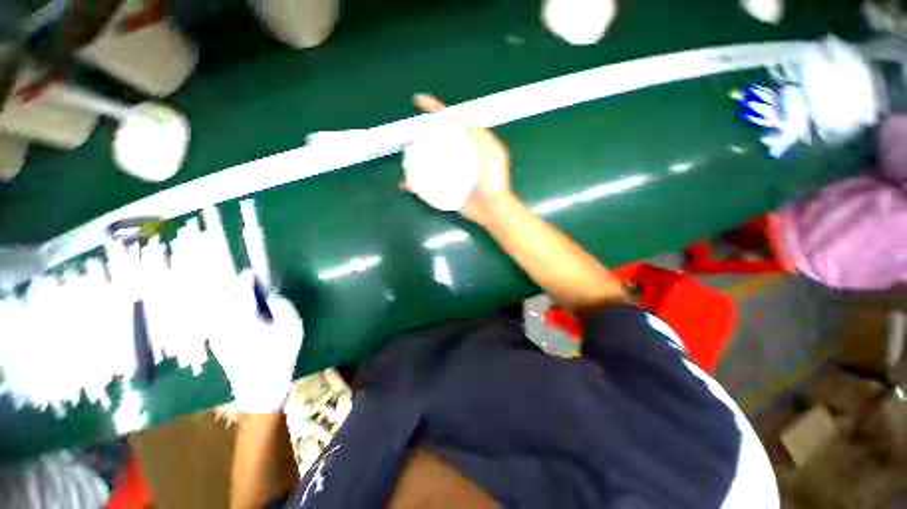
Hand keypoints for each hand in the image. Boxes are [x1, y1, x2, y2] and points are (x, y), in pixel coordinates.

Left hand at [210, 270, 303, 413]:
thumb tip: (270, 295)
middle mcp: (223, 322)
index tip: (252, 272)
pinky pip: (217, 318)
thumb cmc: (279, 354)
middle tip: (243, 281)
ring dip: (226, 297)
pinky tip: (238, 315)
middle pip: (221, 296)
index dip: (246, 278)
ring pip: (216, 307)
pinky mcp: (217, 342)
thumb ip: (282, 305)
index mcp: (241, 317)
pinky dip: (225, 310)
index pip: (239, 289)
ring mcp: (217, 333)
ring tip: (240, 295)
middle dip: (231, 286)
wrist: (260, 387)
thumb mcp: (291, 326)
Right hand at [407, 94, 515, 225]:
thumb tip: (457, 116)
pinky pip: (427, 182)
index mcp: (470, 144)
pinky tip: (407, 183)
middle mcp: (458, 155)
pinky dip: (416, 182)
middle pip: (437, 139)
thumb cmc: (494, 181)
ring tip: (405, 157)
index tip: (420, 102)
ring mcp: (450, 171)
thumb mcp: (493, 152)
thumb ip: (478, 133)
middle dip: (422, 133)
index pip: (452, 122)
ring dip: (415, 158)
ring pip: (429, 159)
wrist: (490, 209)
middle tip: (409, 134)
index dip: (436, 109)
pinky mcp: (445, 187)